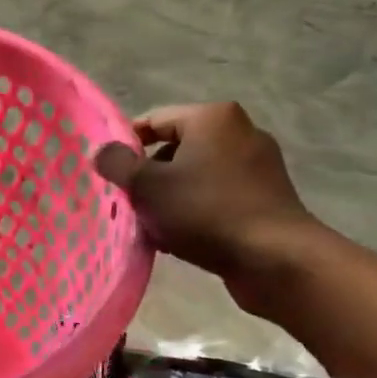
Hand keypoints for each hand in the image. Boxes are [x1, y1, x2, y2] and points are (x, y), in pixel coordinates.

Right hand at [94, 103, 327, 307]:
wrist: (275, 259)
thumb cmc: (205, 212)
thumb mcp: (148, 186)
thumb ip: (117, 163)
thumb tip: (101, 150)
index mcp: (212, 117)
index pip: (153, 121)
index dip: (125, 147)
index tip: (109, 176)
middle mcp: (240, 131)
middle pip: (174, 149)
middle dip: (148, 177)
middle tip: (128, 204)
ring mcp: (258, 165)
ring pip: (194, 176)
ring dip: (169, 198)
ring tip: (152, 227)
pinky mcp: (267, 196)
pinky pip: (216, 196)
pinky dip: (195, 210)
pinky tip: (181, 237)